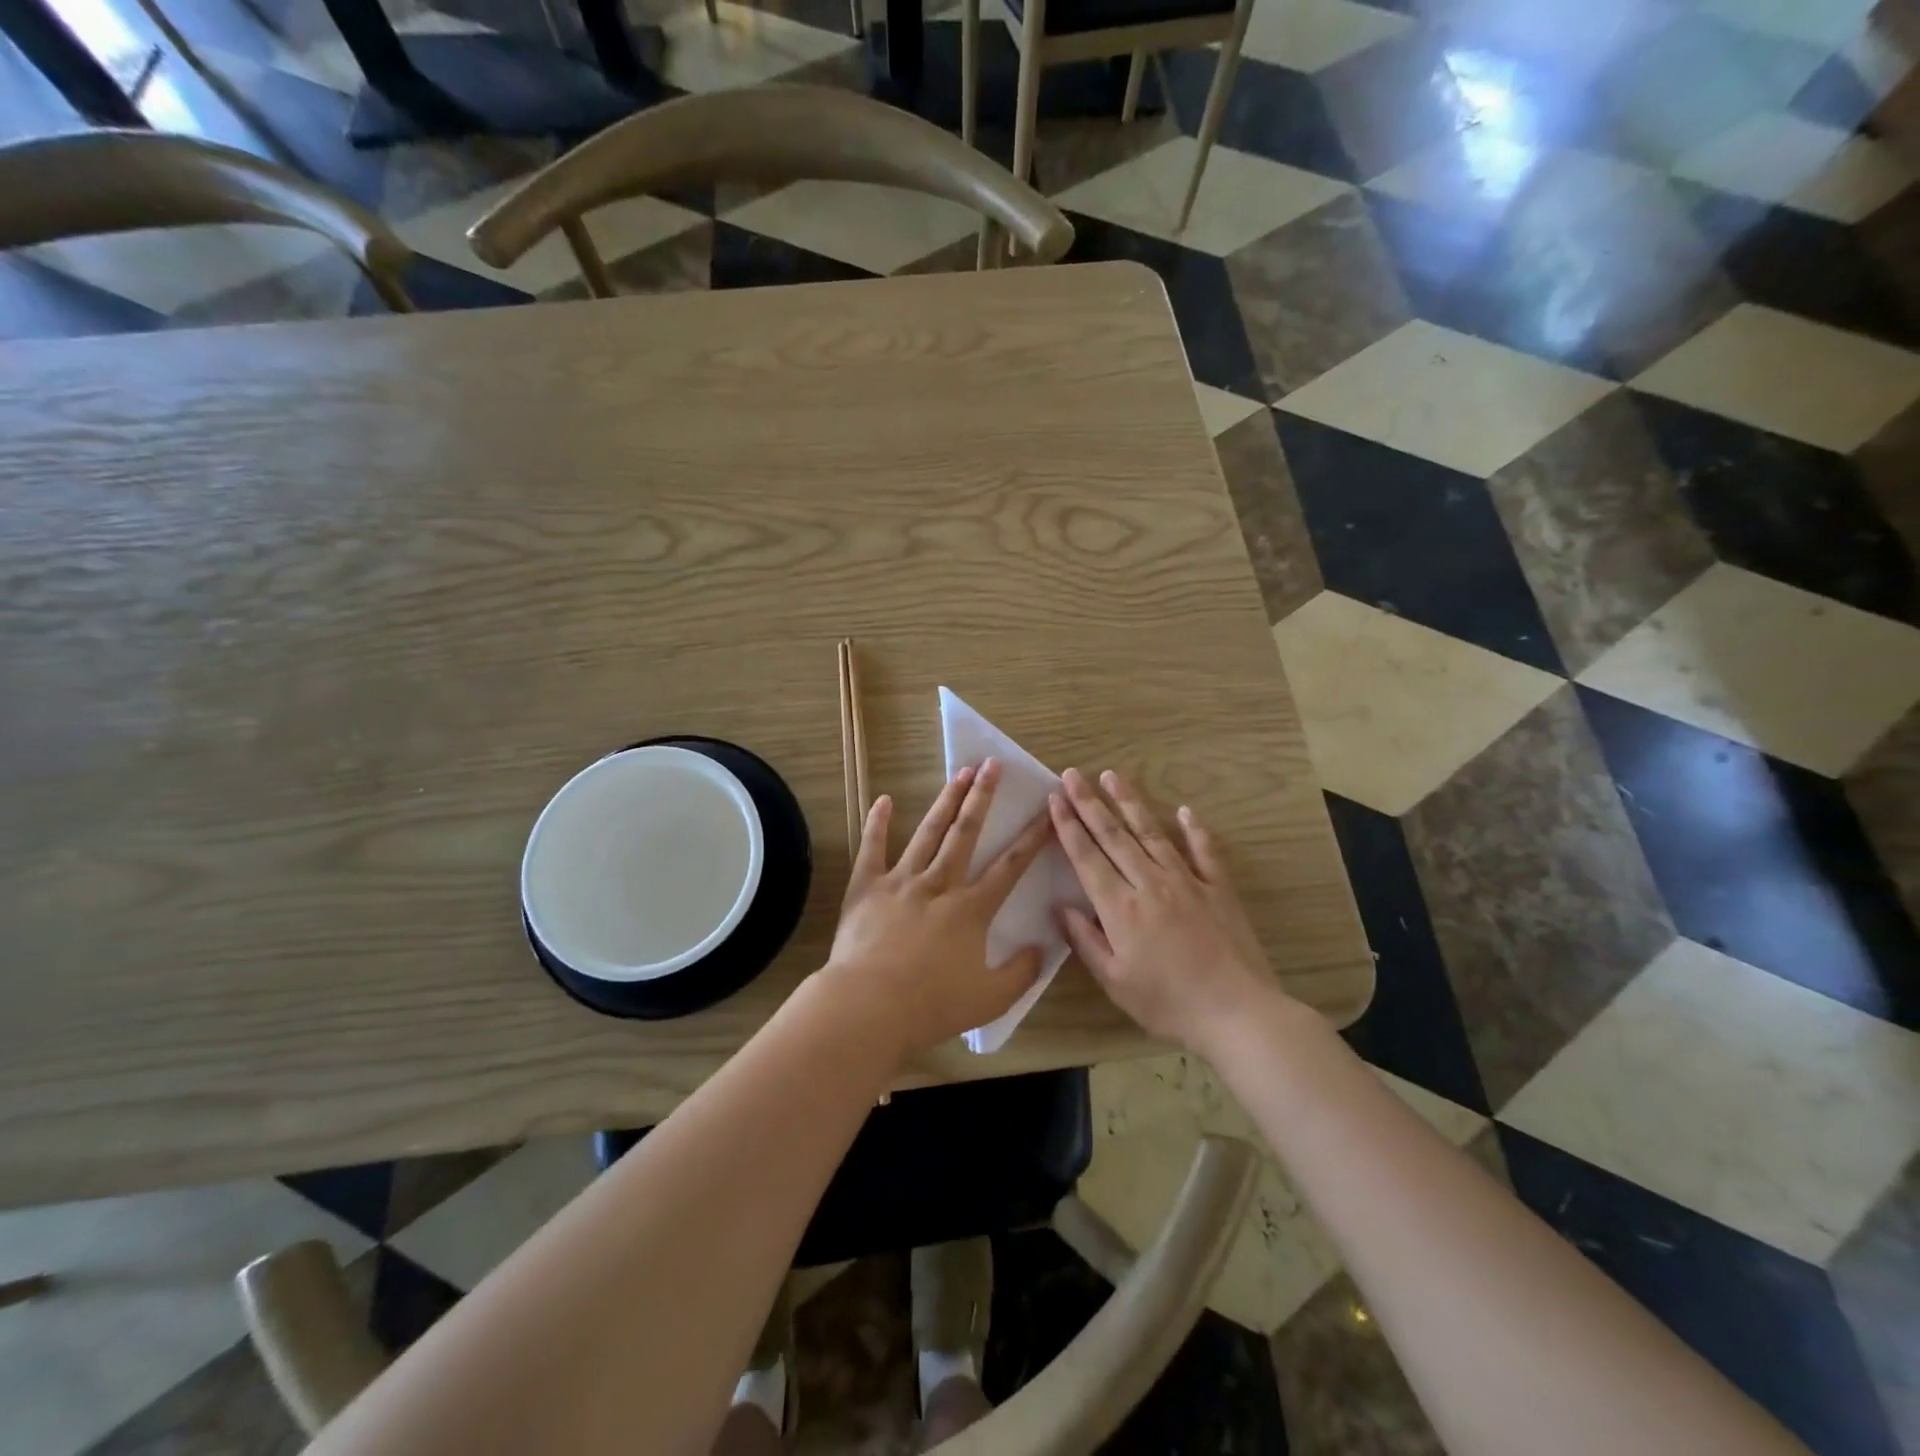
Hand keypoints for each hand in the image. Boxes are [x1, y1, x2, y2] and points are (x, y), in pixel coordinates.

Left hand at [818, 760, 1051, 1062]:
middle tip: (993, 764)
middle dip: (983, 796)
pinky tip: (883, 800)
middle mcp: (940, 884)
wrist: (869, 1006)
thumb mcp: (990, 999)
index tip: (1046, 810)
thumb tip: (1041, 948)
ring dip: (946, 801)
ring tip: (960, 773)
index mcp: (971, 909)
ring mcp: (901, 881)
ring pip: (928, 832)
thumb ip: (1021, 973)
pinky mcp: (867, 888)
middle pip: (966, 833)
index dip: (1031, 838)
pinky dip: (878, 823)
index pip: (1010, 866)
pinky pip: (873, 849)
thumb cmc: (932, 1005)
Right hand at [1050, 767, 1281, 1053]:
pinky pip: (1204, 851)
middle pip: (1114, 836)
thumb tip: (1060, 907)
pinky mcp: (1218, 888)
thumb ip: (1085, 941)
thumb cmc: (1169, 1003)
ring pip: (1153, 833)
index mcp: (1120, 907)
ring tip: (1113, 776)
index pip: (1087, 857)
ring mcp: (1187, 881)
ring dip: (1130, 803)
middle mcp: (1150, 883)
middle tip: (1073, 774)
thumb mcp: (1115, 982)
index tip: (1055, 798)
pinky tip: (1184, 810)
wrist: (1237, 1012)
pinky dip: (1194, 829)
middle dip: (1090, 803)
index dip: (1068, 826)